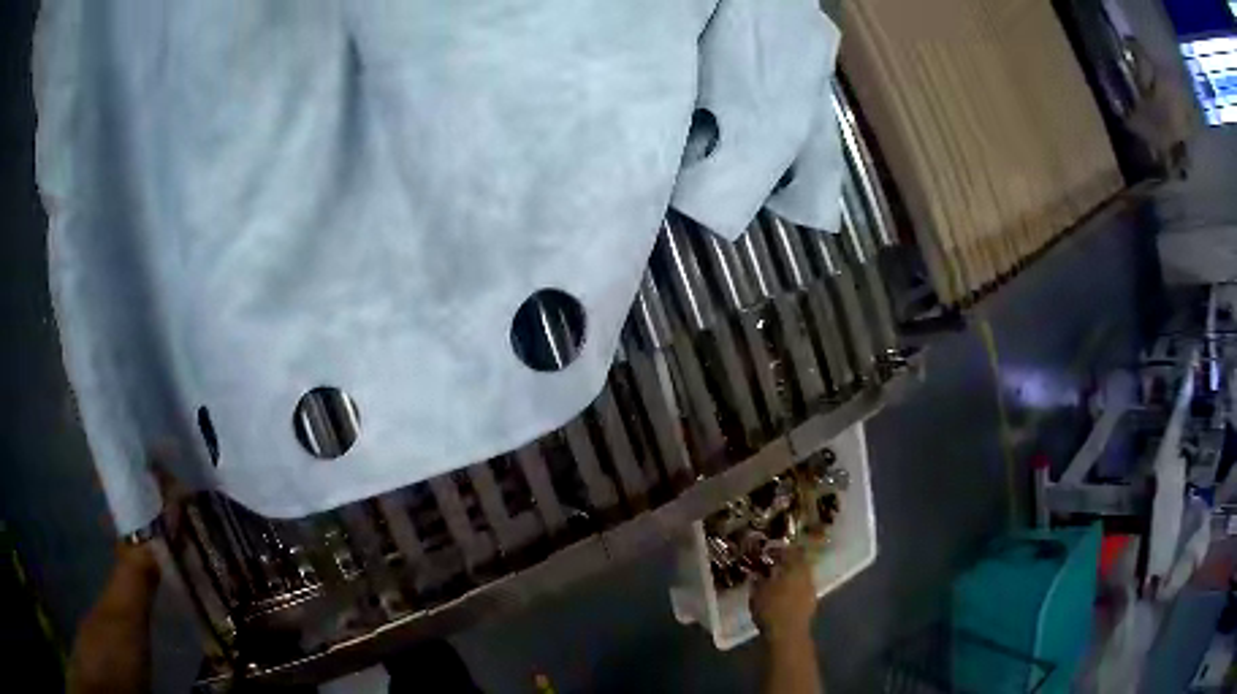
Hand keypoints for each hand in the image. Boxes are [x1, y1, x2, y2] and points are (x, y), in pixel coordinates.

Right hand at [750, 545, 817, 643]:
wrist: (788, 634)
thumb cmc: (771, 609)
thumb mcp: (757, 593)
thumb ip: (758, 580)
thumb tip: (757, 573)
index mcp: (795, 567)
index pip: (791, 551)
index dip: (780, 550)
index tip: (769, 551)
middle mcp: (807, 574)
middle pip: (799, 562)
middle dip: (787, 562)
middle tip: (773, 565)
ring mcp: (811, 589)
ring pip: (802, 575)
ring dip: (792, 575)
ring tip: (777, 580)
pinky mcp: (811, 602)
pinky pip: (803, 588)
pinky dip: (794, 588)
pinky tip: (784, 594)